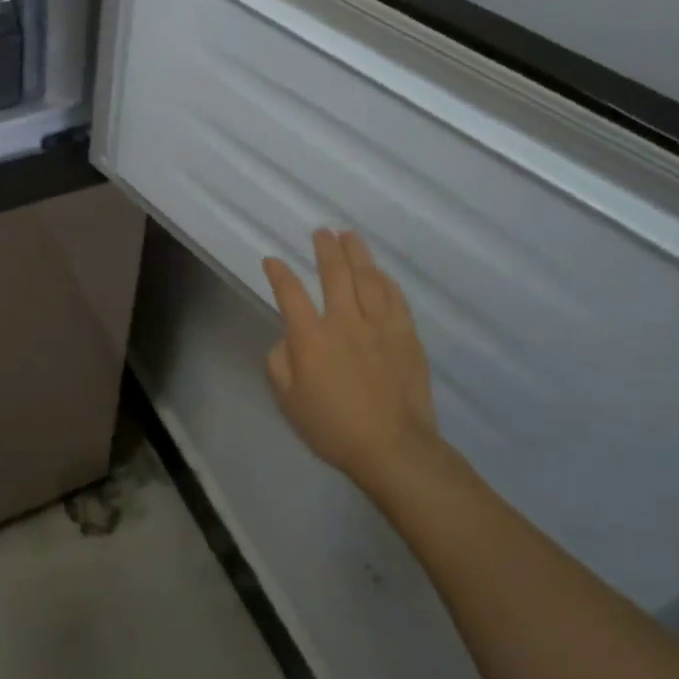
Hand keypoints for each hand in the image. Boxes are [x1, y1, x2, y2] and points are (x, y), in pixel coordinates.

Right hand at [262, 228, 440, 484]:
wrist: (393, 448)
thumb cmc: (333, 427)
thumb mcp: (288, 400)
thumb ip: (280, 362)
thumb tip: (288, 338)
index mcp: (311, 337)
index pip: (290, 294)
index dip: (278, 274)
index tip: (272, 261)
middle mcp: (344, 321)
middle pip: (334, 274)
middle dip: (325, 249)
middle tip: (321, 231)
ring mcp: (379, 326)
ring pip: (367, 279)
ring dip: (356, 254)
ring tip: (349, 236)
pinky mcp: (406, 336)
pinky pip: (394, 298)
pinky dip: (385, 280)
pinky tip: (380, 272)